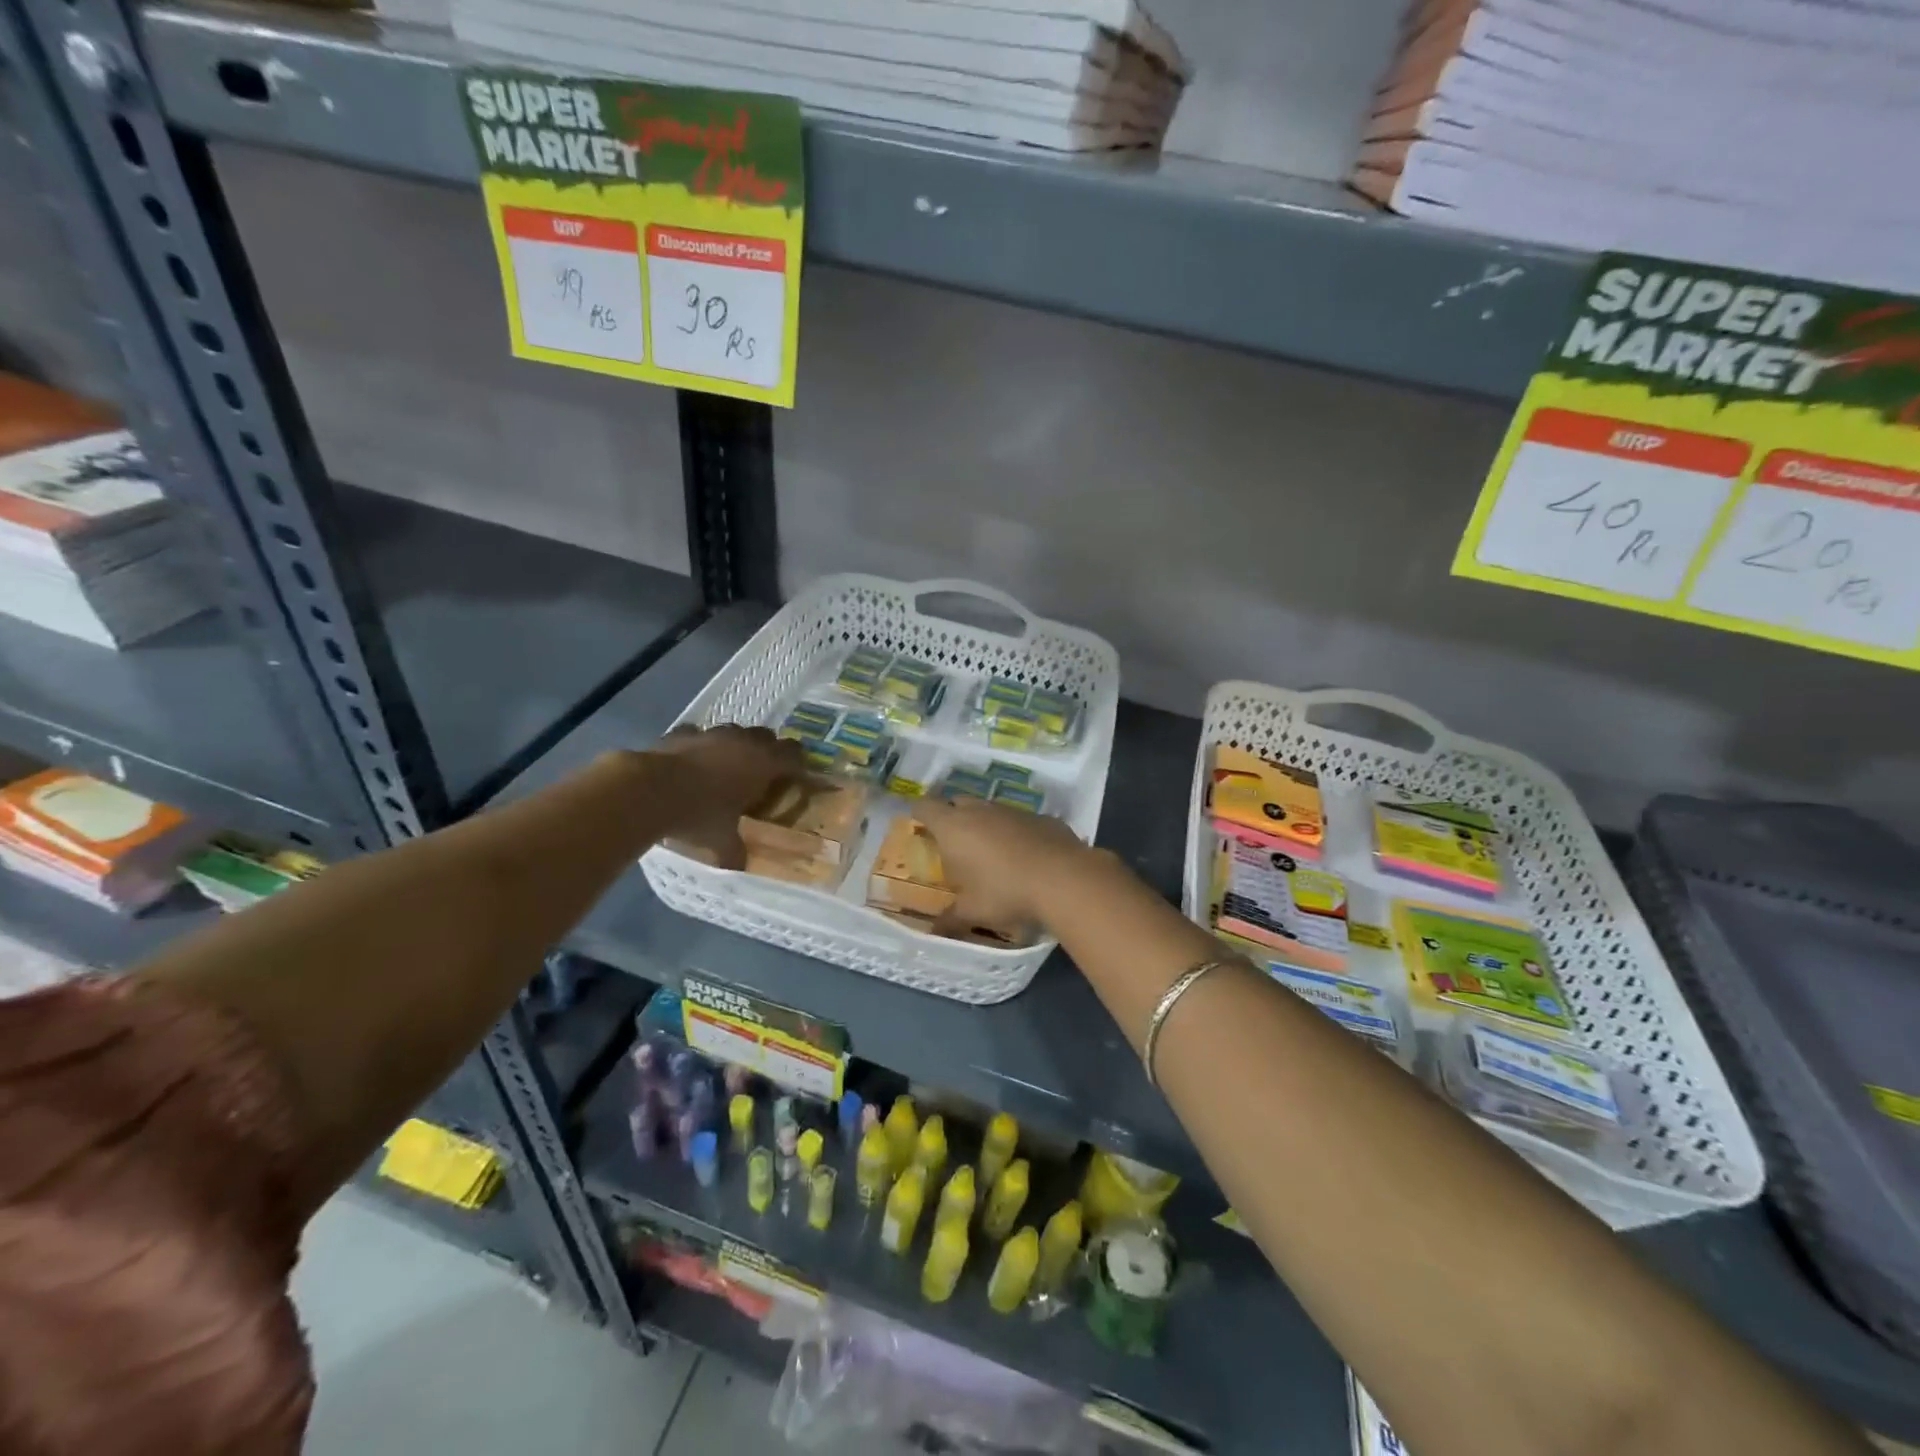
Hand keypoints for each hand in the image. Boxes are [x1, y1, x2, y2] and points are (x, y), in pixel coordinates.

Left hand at [645, 725, 803, 868]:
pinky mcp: (681, 733)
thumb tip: (740, 866)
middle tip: (761, 773)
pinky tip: (691, 761)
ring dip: (734, 745)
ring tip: (725, 767)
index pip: (793, 753)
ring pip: (733, 731)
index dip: (797, 763)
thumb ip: (734, 851)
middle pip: (766, 736)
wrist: (648, 790)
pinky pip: (698, 735)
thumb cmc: (698, 815)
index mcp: (762, 764)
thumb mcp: (721, 842)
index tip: (795, 775)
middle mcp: (741, 741)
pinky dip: (699, 745)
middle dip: (766, 751)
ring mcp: (710, 733)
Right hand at [910, 795, 1096, 935]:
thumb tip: (935, 931)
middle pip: (958, 802)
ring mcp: (1013, 810)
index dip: (918, 813)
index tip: (917, 823)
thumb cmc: (1005, 891)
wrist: (1064, 878)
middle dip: (952, 816)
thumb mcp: (973, 911)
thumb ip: (950, 918)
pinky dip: (1015, 832)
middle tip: (952, 841)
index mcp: (954, 827)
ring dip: (985, 824)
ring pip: (990, 809)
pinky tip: (1023, 855)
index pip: (925, 806)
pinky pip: (1019, 820)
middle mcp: (981, 810)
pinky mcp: (1041, 817)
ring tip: (988, 851)